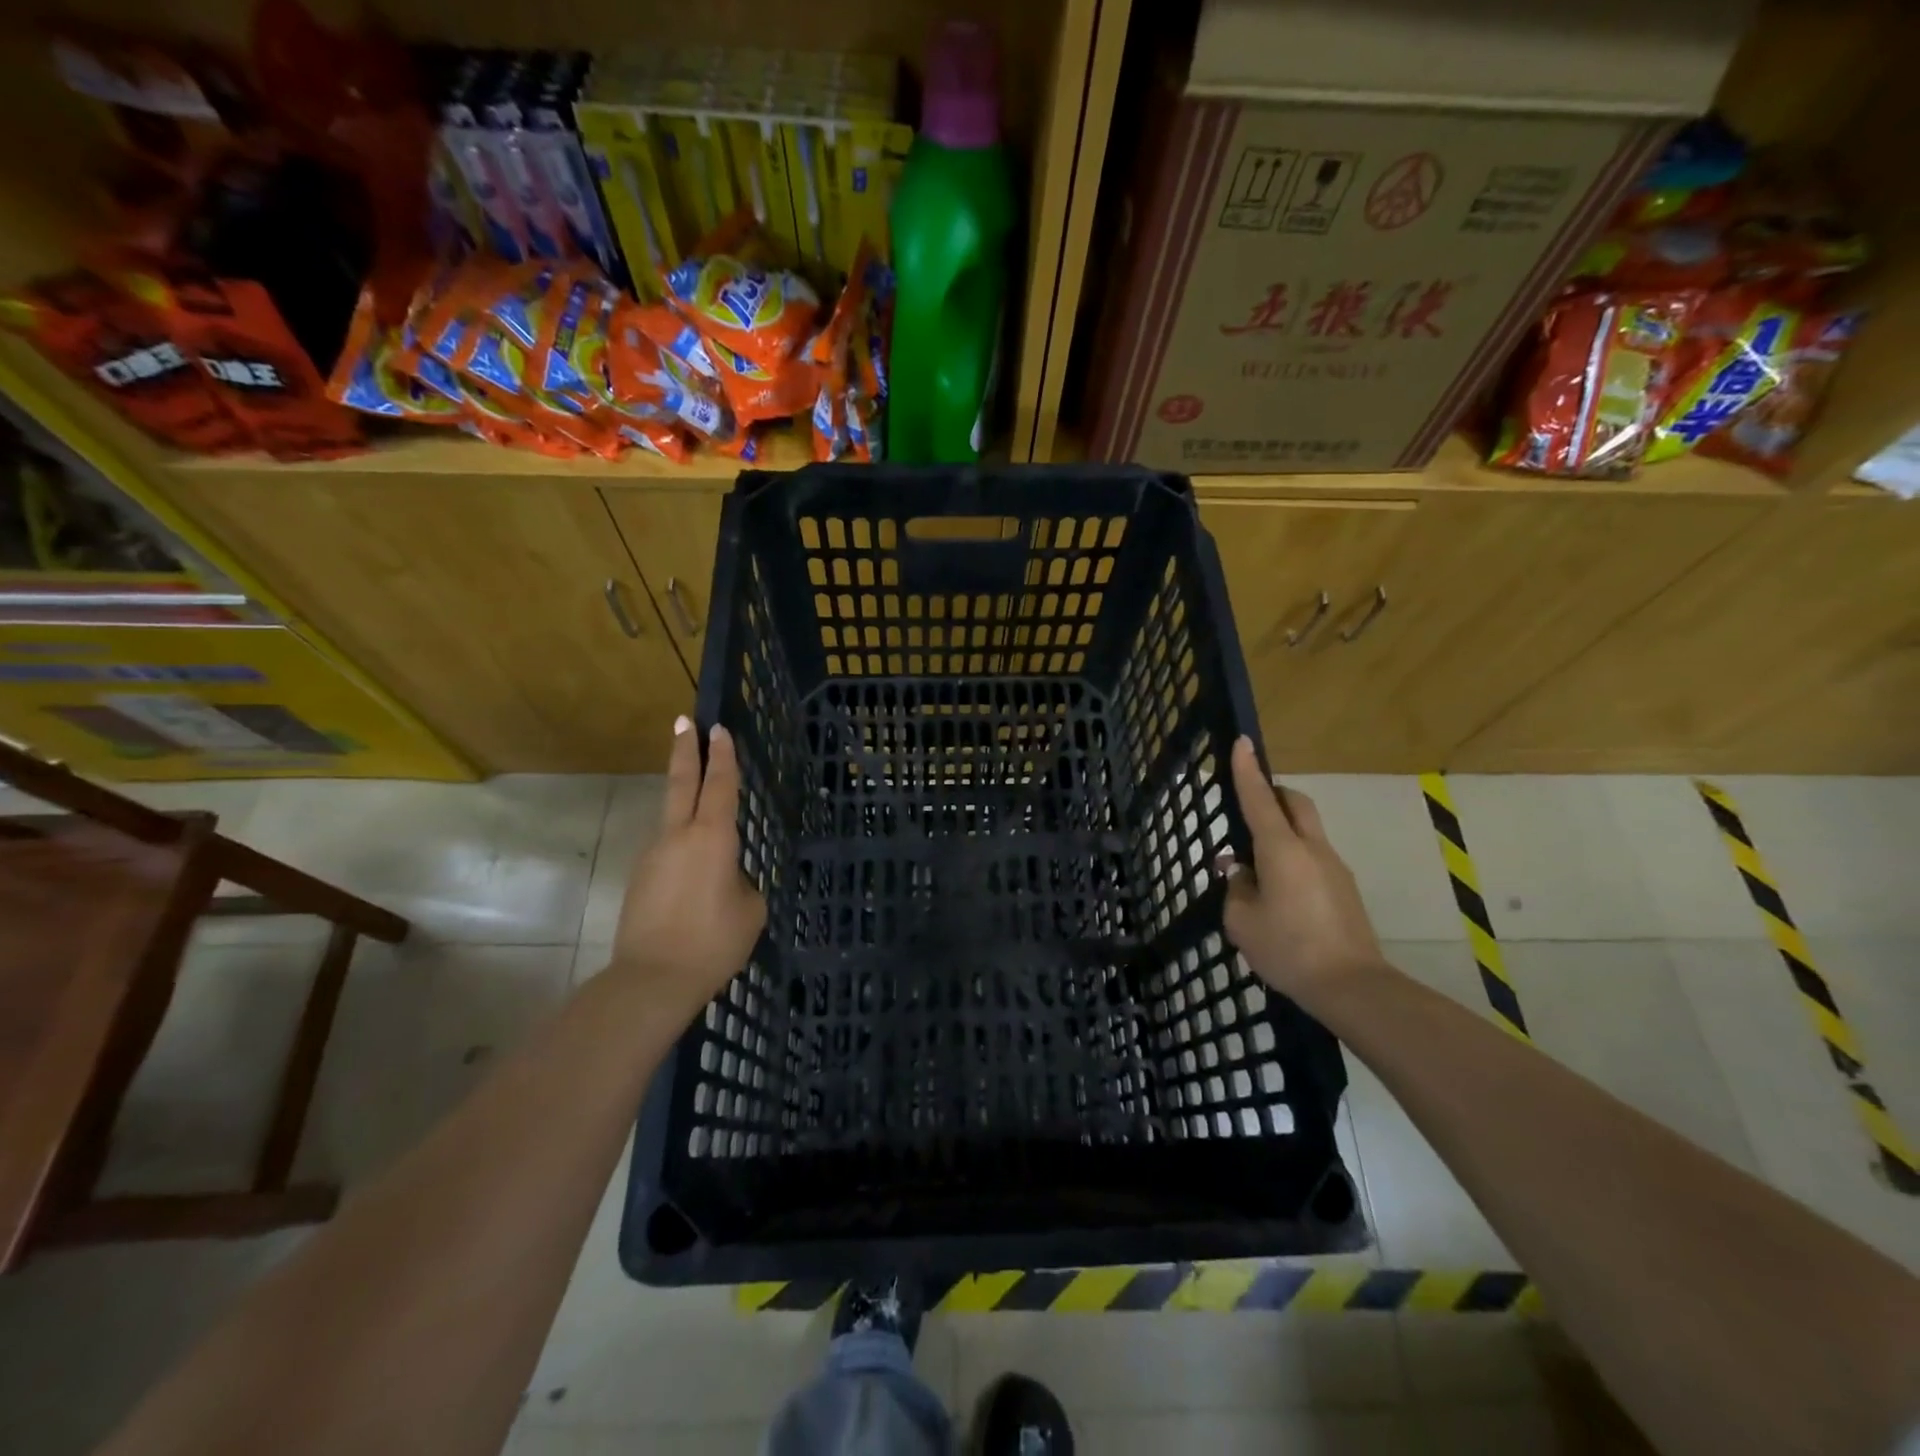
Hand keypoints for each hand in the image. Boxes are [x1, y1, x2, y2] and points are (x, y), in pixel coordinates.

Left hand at [609, 718, 766, 1015]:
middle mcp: (678, 836)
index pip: (720, 785)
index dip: (722, 756)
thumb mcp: (749, 909)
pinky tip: (694, 872)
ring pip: (671, 816)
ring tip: (699, 801)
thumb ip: (741, 882)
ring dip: (683, 799)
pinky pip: (667, 850)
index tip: (718, 729)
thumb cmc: (713, 941)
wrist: (652, 979)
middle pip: (682, 783)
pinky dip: (681, 845)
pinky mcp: (640, 878)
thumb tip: (726, 877)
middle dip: (685, 750)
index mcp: (712, 838)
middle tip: (684, 722)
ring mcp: (653, 855)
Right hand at [1221, 736, 1384, 1005]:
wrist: (1352, 986)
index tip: (1242, 742)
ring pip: (1306, 830)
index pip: (1259, 798)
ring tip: (1256, 868)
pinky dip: (1293, 858)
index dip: (1247, 769)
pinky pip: (1313, 857)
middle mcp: (1311, 849)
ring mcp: (1334, 867)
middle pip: (1295, 803)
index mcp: (1281, 850)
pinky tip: (1279, 894)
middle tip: (1249, 807)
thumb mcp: (1242, 921)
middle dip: (1272, 794)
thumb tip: (1239, 872)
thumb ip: (1236, 888)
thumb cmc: (1288, 949)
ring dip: (1281, 832)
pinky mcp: (1345, 889)